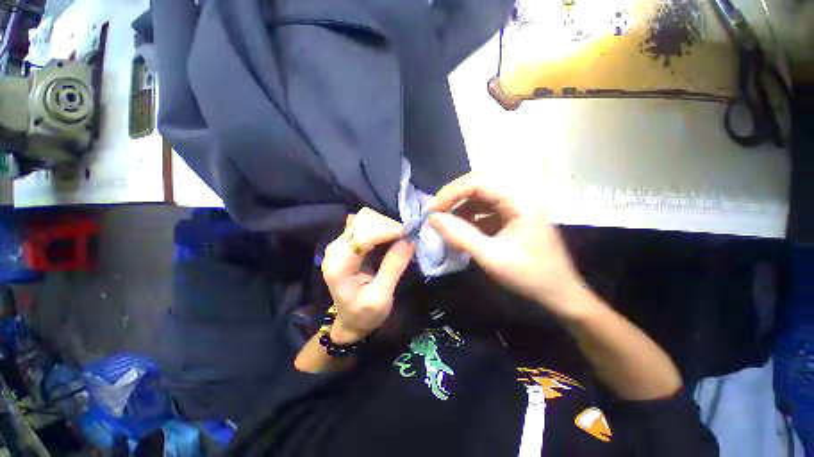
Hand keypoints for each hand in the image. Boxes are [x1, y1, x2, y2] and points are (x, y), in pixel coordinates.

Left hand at [321, 208, 414, 342]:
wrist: (350, 320)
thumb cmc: (364, 314)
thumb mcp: (381, 297)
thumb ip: (393, 267)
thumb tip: (410, 240)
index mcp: (339, 263)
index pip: (363, 234)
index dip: (388, 230)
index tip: (409, 236)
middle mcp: (335, 247)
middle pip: (364, 220)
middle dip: (389, 226)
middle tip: (406, 241)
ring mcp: (340, 241)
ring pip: (366, 218)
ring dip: (387, 225)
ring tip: (399, 241)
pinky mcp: (348, 240)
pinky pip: (366, 222)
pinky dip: (381, 226)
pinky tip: (389, 239)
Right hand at [429, 173, 583, 316]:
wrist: (559, 295)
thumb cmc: (530, 276)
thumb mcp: (491, 257)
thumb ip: (460, 235)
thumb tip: (432, 218)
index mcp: (520, 200)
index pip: (478, 182)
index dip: (451, 193)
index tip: (432, 211)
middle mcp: (518, 195)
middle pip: (479, 183)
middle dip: (453, 196)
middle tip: (435, 213)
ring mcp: (515, 205)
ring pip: (480, 195)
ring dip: (459, 206)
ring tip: (444, 222)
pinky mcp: (511, 216)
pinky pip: (484, 209)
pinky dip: (468, 216)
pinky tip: (460, 228)